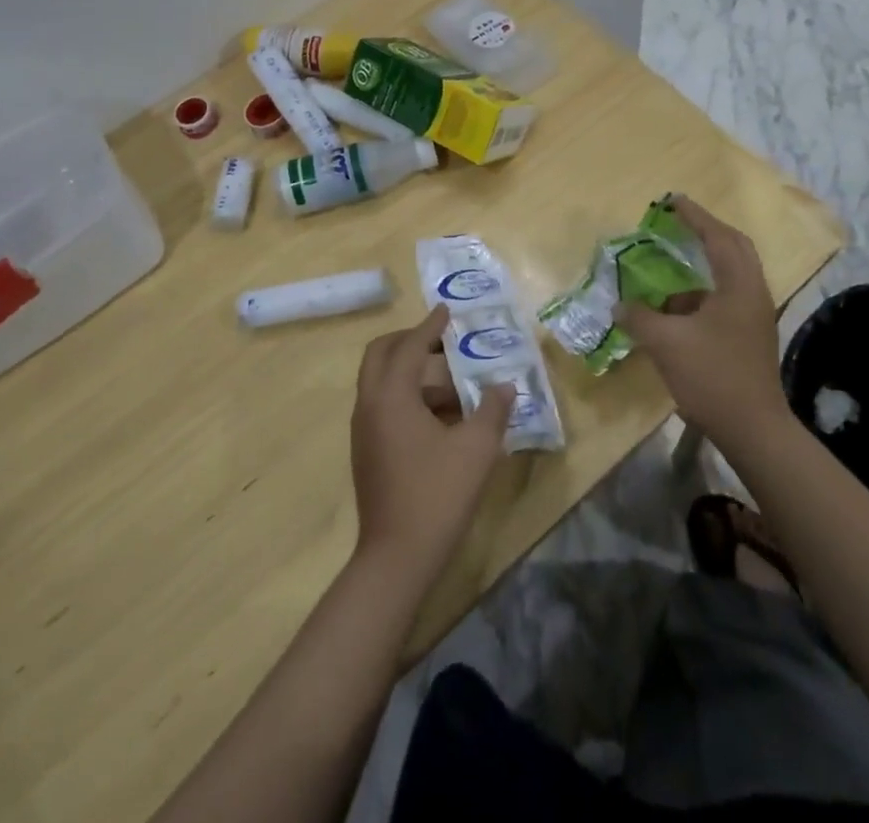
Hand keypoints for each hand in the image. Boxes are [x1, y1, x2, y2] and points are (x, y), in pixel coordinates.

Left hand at [350, 305, 514, 580]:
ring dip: (411, 372)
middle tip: (440, 340)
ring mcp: (363, 430)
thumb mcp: (476, 449)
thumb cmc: (437, 494)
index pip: (409, 347)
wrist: (396, 558)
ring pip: (381, 382)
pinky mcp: (366, 451)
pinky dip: (407, 396)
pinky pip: (384, 405)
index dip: (429, 327)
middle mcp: (369, 405)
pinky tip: (441, 416)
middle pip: (380, 356)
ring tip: (453, 382)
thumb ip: (492, 410)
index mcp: (391, 396)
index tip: (446, 310)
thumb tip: (504, 386)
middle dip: (408, 341)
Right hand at [614, 195, 792, 445]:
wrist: (753, 429)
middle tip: (679, 224)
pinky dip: (701, 294)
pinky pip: (725, 298)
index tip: (673, 200)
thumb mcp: (667, 343)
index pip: (717, 237)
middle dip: (706, 231)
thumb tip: (620, 306)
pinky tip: (675, 309)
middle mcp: (753, 293)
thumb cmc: (712, 377)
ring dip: (703, 265)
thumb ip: (640, 318)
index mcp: (739, 286)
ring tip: (670, 267)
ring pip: (730, 275)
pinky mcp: (750, 335)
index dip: (694, 216)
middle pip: (734, 248)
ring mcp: (754, 316)